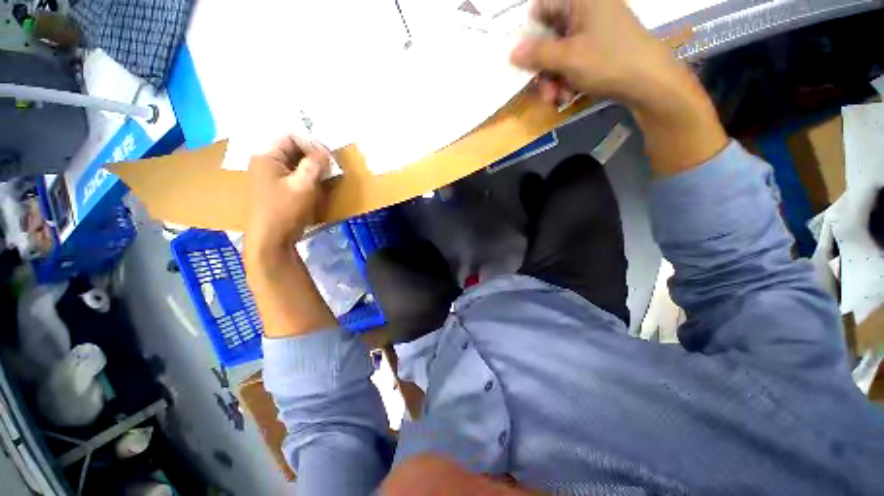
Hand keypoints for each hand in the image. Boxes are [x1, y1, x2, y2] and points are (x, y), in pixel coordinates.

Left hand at [245, 136, 330, 257]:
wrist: (271, 239)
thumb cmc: (285, 210)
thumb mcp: (303, 185)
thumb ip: (315, 164)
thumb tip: (325, 152)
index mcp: (266, 156)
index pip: (291, 137)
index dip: (312, 144)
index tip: (329, 157)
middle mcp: (265, 162)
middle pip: (292, 149)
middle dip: (313, 156)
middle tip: (330, 167)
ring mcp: (269, 176)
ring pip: (294, 163)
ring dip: (312, 167)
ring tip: (326, 176)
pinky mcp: (276, 189)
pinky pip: (293, 175)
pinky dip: (306, 177)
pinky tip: (317, 185)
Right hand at [510, 0, 679, 105]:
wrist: (650, 82)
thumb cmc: (609, 62)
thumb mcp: (567, 59)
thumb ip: (537, 54)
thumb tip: (511, 51)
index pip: (541, 7)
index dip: (528, 33)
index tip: (523, 59)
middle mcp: (585, 9)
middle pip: (549, 34)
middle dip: (542, 67)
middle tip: (542, 90)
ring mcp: (593, 28)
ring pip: (559, 52)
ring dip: (552, 78)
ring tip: (555, 99)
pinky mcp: (599, 46)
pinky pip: (572, 59)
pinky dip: (566, 79)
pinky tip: (567, 95)